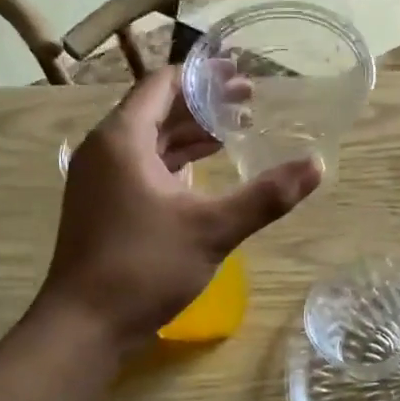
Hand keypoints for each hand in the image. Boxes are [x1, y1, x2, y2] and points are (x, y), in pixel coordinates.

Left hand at [37, 67, 320, 344]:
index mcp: (122, 139)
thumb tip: (316, 166)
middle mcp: (104, 149)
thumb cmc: (143, 267)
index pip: (162, 84)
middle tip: (249, 101)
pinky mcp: (103, 204)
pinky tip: (203, 170)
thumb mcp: (213, 229)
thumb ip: (266, 196)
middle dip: (202, 104)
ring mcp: (99, 179)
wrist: (84, 326)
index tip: (241, 74)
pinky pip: (141, 165)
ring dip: (189, 133)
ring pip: (148, 140)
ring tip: (234, 131)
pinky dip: (174, 160)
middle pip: (156, 109)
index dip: (202, 76)